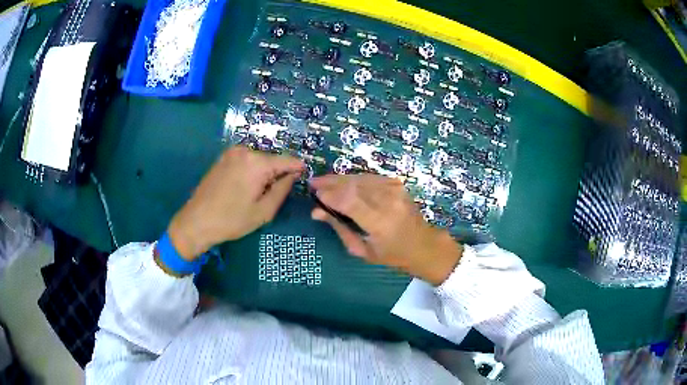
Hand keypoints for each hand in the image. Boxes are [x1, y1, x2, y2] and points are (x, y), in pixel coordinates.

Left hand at [168, 146, 303, 259]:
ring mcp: (231, 152)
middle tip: (274, 194)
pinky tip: (244, 188)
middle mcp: (245, 151)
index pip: (287, 160)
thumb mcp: (264, 211)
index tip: (306, 175)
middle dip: (277, 173)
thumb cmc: (231, 220)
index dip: (298, 168)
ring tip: (257, 193)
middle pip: (271, 159)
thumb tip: (293, 175)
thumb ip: (282, 189)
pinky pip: (246, 160)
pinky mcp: (223, 158)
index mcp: (257, 162)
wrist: (196, 221)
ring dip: (263, 172)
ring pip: (258, 160)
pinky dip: (251, 170)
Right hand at [310, 174, 462, 285]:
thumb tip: (316, 212)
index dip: (330, 195)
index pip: (349, 202)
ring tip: (324, 180)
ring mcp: (395, 190)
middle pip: (354, 185)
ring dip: (341, 178)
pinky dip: (355, 178)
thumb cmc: (392, 255)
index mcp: (380, 222)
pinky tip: (344, 181)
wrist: (423, 244)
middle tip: (314, 182)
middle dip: (331, 182)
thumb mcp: (363, 250)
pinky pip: (370, 177)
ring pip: (361, 178)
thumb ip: (340, 229)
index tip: (315, 193)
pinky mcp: (397, 184)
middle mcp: (388, 201)